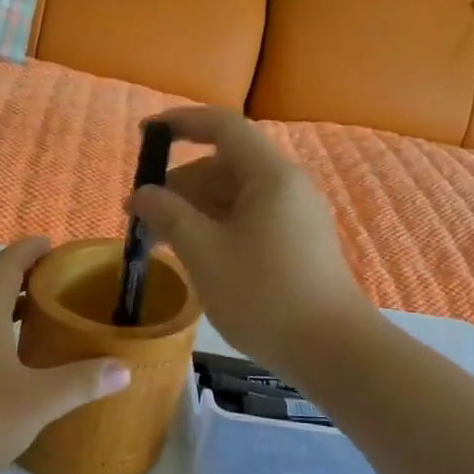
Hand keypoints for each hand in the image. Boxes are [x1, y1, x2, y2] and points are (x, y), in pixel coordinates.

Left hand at [0, 237, 131, 473]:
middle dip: (23, 277)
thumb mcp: (35, 403)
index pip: (8, 262)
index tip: (56, 245)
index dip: (32, 249)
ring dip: (5, 306)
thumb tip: (124, 367)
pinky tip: (5, 364)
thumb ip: (81, 383)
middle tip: (59, 284)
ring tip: (38, 319)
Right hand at [130, 107, 375, 376]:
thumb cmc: (264, 295)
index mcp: (270, 175)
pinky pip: (249, 219)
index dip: (181, 124)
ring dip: (195, 210)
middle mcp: (287, 186)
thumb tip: (142, 194)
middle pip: (226, 165)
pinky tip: (195, 254)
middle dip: (180, 184)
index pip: (223, 126)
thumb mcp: (205, 253)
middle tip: (142, 216)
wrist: (332, 350)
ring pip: (236, 196)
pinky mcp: (298, 243)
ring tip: (161, 240)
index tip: (145, 135)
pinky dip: (217, 227)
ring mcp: (296, 216)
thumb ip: (169, 216)